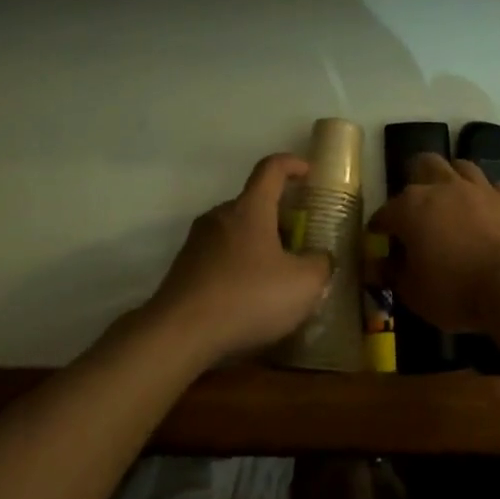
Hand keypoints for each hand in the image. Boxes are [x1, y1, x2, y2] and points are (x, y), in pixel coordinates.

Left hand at [145, 154, 330, 367]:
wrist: (178, 334)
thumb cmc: (247, 297)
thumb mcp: (303, 285)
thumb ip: (320, 265)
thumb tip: (320, 258)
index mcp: (250, 208)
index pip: (271, 168)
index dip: (292, 164)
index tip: (309, 173)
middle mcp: (220, 216)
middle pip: (253, 204)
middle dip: (279, 217)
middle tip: (301, 241)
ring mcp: (197, 242)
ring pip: (236, 232)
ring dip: (258, 245)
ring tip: (277, 276)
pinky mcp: (184, 269)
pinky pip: (220, 258)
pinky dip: (239, 268)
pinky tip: (250, 298)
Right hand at [368, 154, 499, 333]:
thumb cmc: (455, 291)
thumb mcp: (413, 292)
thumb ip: (392, 273)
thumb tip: (378, 265)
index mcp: (412, 207)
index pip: (385, 212)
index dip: (379, 226)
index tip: (378, 239)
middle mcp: (443, 187)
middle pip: (424, 164)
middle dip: (416, 179)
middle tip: (416, 205)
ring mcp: (479, 188)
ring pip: (461, 166)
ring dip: (452, 179)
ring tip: (451, 199)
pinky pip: (495, 188)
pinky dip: (488, 197)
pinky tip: (487, 211)